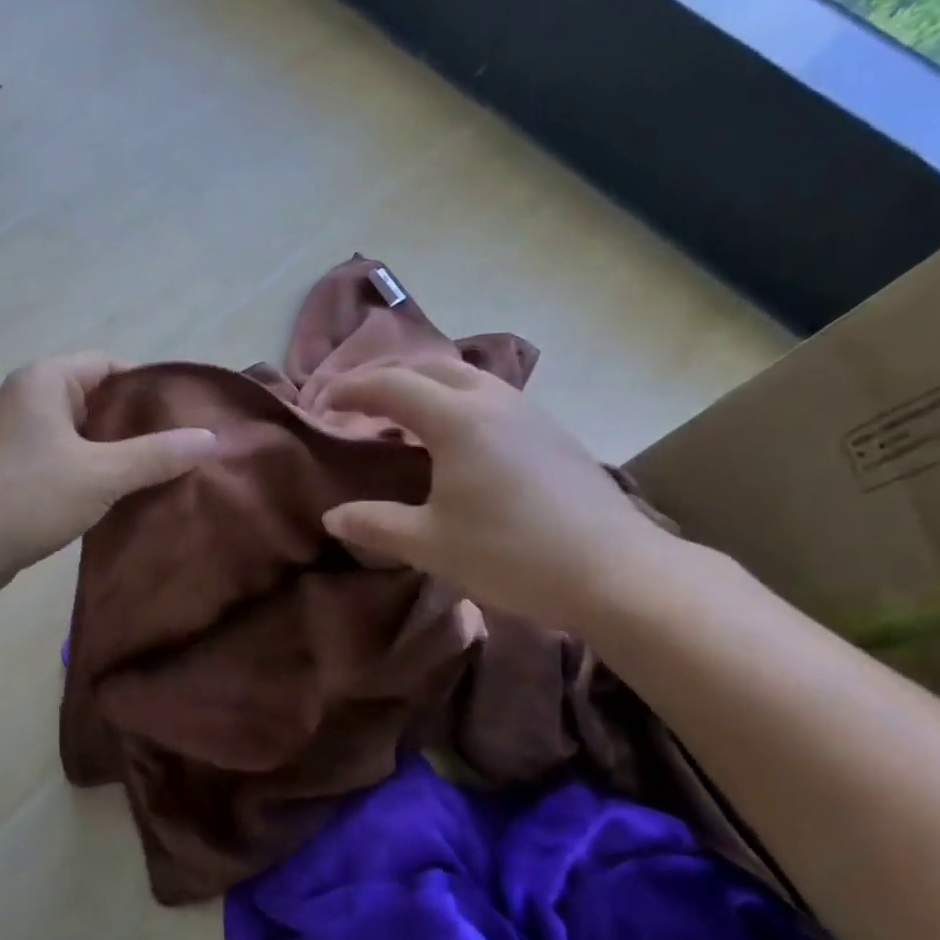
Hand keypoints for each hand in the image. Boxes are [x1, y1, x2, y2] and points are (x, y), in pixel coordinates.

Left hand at [0, 352, 217, 587]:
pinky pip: (63, 454)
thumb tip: (211, 438)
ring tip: (158, 472)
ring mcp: (16, 431)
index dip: (150, 387)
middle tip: (179, 447)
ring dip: (114, 450)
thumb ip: (157, 455)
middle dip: (136, 422)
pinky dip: (90, 467)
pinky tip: (118, 492)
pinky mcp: (12, 464)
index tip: (185, 415)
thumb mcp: (100, 474)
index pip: (110, 365)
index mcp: (46, 379)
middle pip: (97, 397)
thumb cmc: (28, 495)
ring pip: (81, 430)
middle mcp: (28, 395)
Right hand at [320, 360, 676, 630]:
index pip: (391, 385)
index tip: (321, 405)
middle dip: (386, 376)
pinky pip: (490, 395)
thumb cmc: (512, 554)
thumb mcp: (431, 544)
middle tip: (356, 401)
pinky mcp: (551, 432)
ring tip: (401, 413)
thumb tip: (332, 517)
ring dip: (424, 384)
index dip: (350, 390)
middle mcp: (492, 401)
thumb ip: (376, 525)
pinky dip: (455, 399)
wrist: (617, 572)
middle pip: (429, 366)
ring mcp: (528, 413)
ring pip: (466, 376)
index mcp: (457, 419)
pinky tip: (455, 437)